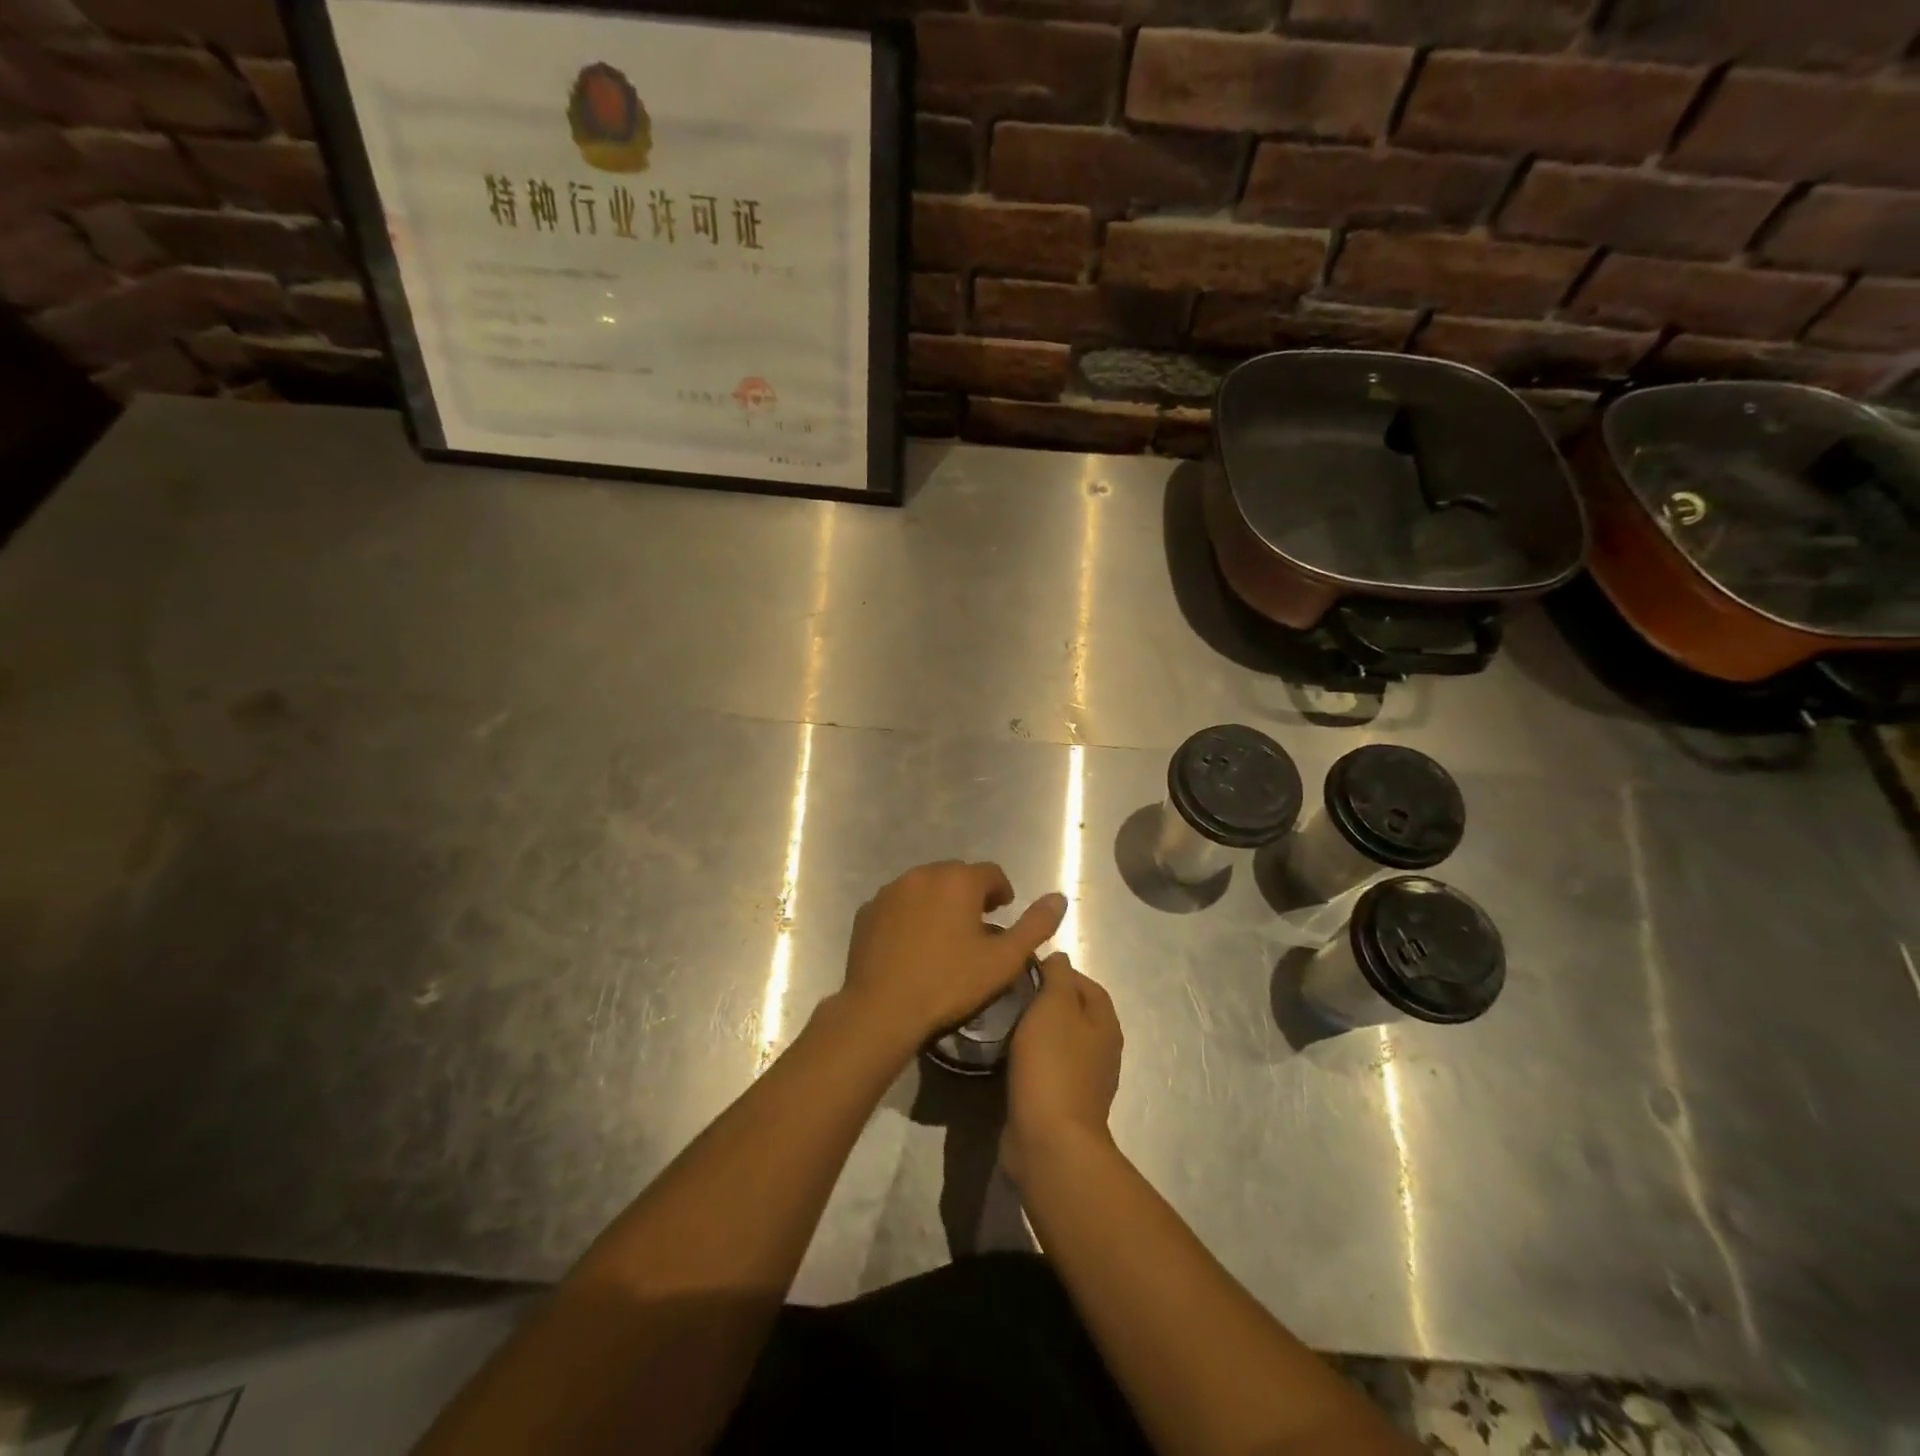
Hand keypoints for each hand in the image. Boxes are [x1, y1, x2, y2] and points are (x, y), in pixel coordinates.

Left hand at [839, 861, 1065, 1052]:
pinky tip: (913, 944)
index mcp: (959, 880)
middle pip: (956, 876)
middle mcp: (923, 874)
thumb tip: (1059, 898)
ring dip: (939, 902)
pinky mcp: (868, 910)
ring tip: (945, 935)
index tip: (1002, 913)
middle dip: (970, 895)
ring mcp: (891, 890)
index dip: (1001, 892)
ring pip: (925, 887)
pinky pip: (898, 903)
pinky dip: (910, 914)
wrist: (882, 1009)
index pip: (991, 873)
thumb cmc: (949, 984)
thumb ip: (1035, 926)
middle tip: (977, 927)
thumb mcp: (1003, 960)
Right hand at [1002, 952, 1122, 1184]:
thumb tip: (1060, 958)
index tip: (1024, 970)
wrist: (1050, 1141)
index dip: (1058, 972)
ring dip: (1036, 1032)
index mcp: (1105, 1024)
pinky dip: (1030, 1060)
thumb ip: (1058, 976)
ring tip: (1004, 1023)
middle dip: (1045, 1001)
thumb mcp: (1054, 1005)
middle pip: (1074, 1012)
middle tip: (1010, 995)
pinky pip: (1047, 1070)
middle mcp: (1102, 1050)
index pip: (1086, 983)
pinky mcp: (1063, 1104)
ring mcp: (1084, 1081)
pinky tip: (1007, 1059)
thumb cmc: (1053, 1064)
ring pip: (1059, 1042)